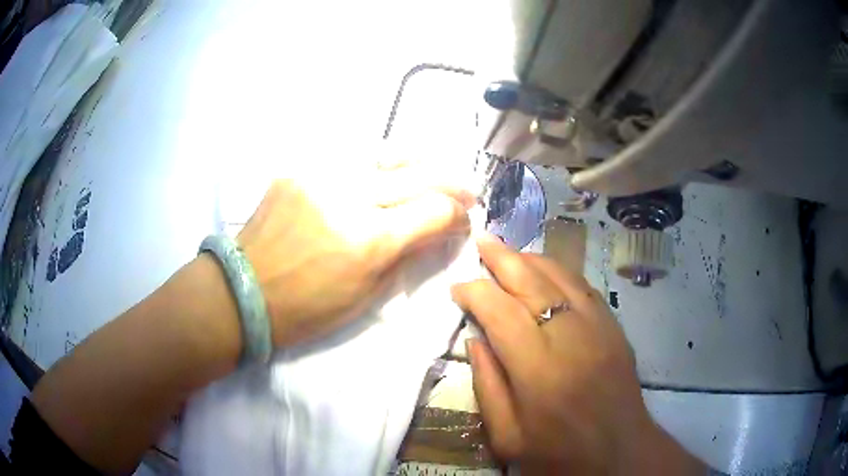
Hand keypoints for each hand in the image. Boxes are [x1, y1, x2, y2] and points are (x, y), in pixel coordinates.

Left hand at [237, 176, 471, 346]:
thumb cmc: (307, 309)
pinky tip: (386, 173)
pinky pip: (350, 158)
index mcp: (369, 240)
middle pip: (419, 174)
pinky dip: (378, 165)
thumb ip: (408, 254)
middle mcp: (349, 196)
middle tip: (466, 190)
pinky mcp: (300, 169)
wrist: (245, 291)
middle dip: (451, 182)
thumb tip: (441, 230)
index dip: (458, 214)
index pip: (434, 209)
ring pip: (387, 154)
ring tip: (432, 171)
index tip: (465, 219)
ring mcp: (321, 175)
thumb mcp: (366, 295)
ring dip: (418, 163)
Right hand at [451, 234, 703, 473]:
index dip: (475, 292)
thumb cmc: (558, 454)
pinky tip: (544, 269)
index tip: (457, 287)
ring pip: (561, 276)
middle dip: (502, 257)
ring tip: (508, 251)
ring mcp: (599, 327)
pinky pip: (583, 287)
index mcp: (538, 371)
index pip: (500, 312)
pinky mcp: (614, 327)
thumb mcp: (508, 437)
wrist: (620, 452)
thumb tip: (476, 339)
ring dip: (530, 259)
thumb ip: (487, 386)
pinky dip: (559, 272)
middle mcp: (570, 338)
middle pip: (532, 282)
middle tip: (481, 241)